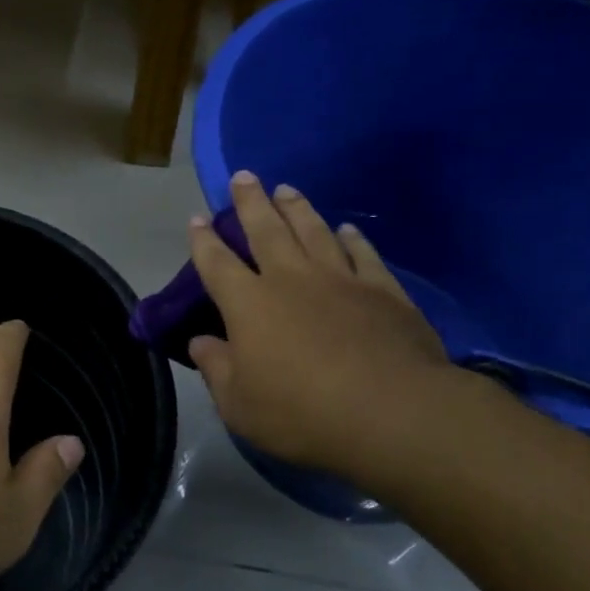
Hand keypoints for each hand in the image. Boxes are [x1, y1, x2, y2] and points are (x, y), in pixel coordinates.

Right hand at [188, 172, 461, 477]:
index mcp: (249, 304)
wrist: (393, 413)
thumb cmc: (302, 413)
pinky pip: (363, 253)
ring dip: (298, 208)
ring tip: (287, 189)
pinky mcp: (383, 290)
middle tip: (244, 176)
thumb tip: (199, 342)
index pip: (217, 263)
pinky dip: (353, 238)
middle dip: (251, 202)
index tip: (196, 219)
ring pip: (313, 231)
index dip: (203, 241)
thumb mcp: (239, 405)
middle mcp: (291, 279)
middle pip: (266, 230)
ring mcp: (341, 280)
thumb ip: (216, 369)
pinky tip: (348, 228)